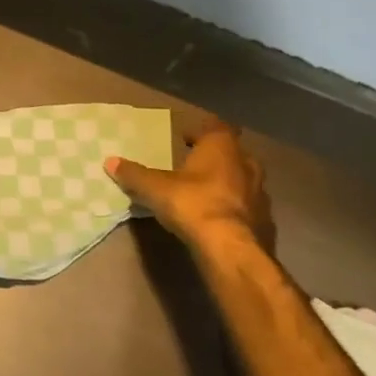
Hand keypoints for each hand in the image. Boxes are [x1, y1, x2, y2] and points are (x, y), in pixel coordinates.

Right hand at [106, 116, 270, 253]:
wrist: (231, 249)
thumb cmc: (193, 204)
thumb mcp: (155, 188)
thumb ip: (134, 173)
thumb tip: (109, 161)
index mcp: (222, 148)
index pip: (216, 127)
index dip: (201, 130)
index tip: (185, 137)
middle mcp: (246, 164)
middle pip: (234, 152)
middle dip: (217, 156)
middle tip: (195, 163)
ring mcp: (260, 193)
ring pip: (245, 180)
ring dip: (229, 183)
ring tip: (207, 192)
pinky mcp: (266, 221)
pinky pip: (249, 207)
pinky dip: (236, 209)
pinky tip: (221, 219)